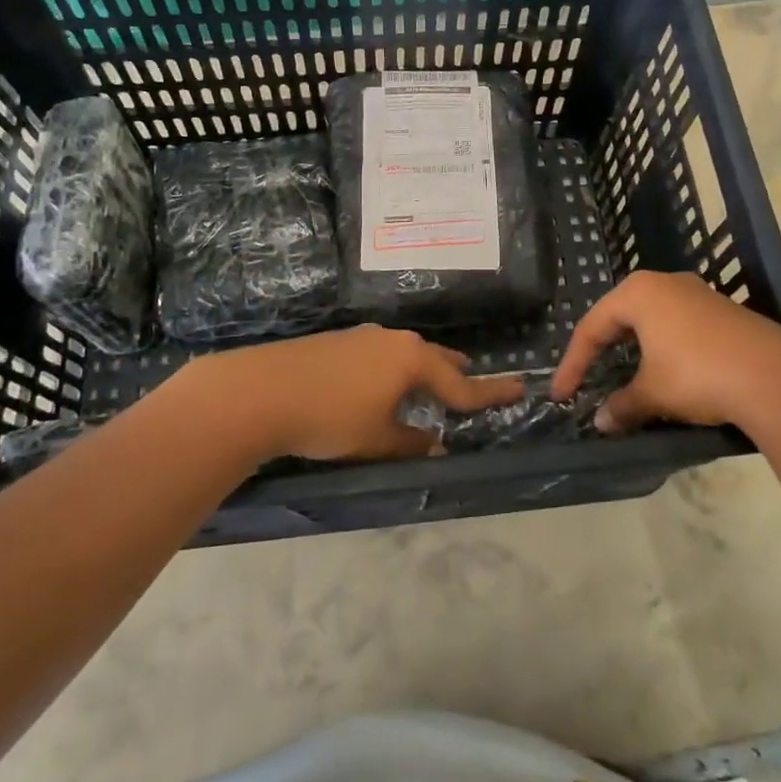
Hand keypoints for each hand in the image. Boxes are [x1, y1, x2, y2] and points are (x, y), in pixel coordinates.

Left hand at [173, 326, 525, 462]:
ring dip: (424, 367)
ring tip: (432, 379)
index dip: (489, 392)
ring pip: (406, 353)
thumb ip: (411, 441)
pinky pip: (382, 354)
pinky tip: (383, 381)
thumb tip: (434, 443)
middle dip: (455, 371)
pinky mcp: (339, 342)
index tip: (518, 389)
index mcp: (411, 361)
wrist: (262, 391)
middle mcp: (393, 341)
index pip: (460, 383)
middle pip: (435, 358)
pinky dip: (395, 367)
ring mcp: (364, 338)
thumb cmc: (330, 418)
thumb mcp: (377, 439)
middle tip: (474, 378)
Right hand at [551, 271, 780, 437]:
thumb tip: (602, 422)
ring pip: (652, 319)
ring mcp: (699, 294)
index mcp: (639, 292)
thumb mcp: (653, 394)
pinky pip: (679, 326)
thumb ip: (622, 406)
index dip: (573, 363)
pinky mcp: (725, 311)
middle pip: (620, 316)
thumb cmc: (698, 375)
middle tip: (589, 377)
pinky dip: (664, 349)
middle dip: (602, 349)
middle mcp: (667, 283)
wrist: (778, 378)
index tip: (562, 395)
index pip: (592, 327)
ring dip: (635, 349)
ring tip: (626, 374)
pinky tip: (668, 372)